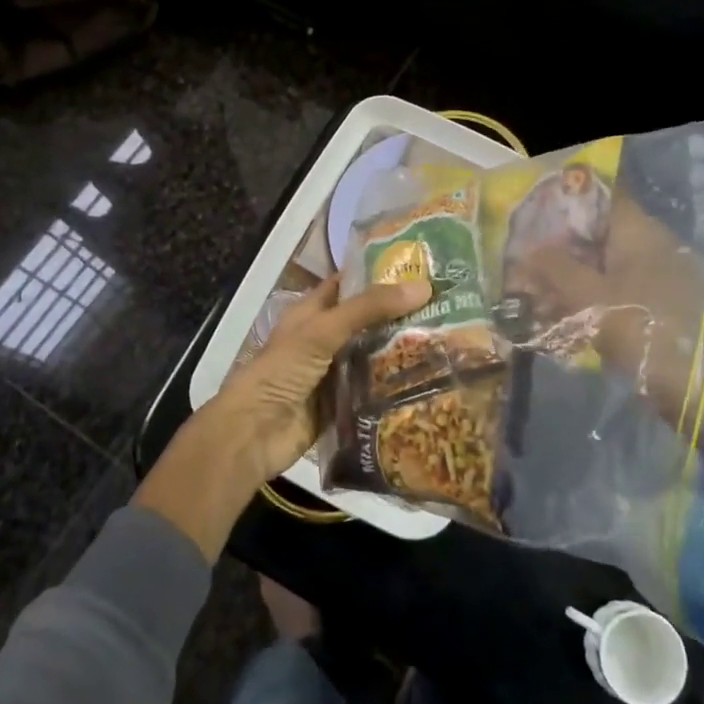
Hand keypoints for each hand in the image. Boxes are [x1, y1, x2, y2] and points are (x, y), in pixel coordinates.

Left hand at [135, 275, 431, 558]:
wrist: (253, 434)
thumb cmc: (282, 371)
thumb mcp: (323, 330)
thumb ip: (368, 309)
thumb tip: (422, 287)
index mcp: (312, 313)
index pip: (349, 285)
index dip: (379, 275)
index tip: (421, 269)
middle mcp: (324, 339)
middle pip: (366, 322)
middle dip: (400, 316)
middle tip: (447, 308)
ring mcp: (333, 374)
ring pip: (372, 357)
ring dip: (401, 352)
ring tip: (449, 341)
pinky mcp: (342, 405)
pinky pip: (372, 391)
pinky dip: (394, 386)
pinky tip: (428, 381)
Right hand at [508, 197, 703, 430]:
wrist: (703, 390)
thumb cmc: (646, 330)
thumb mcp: (591, 299)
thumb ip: (555, 269)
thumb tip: (525, 248)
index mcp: (638, 232)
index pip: (599, 195)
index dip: (563, 198)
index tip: (530, 211)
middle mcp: (646, 246)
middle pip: (593, 232)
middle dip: (555, 246)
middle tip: (518, 260)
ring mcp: (651, 277)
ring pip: (598, 265)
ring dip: (564, 278)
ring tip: (527, 295)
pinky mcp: (651, 307)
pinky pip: (609, 292)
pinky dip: (582, 300)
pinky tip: (552, 317)